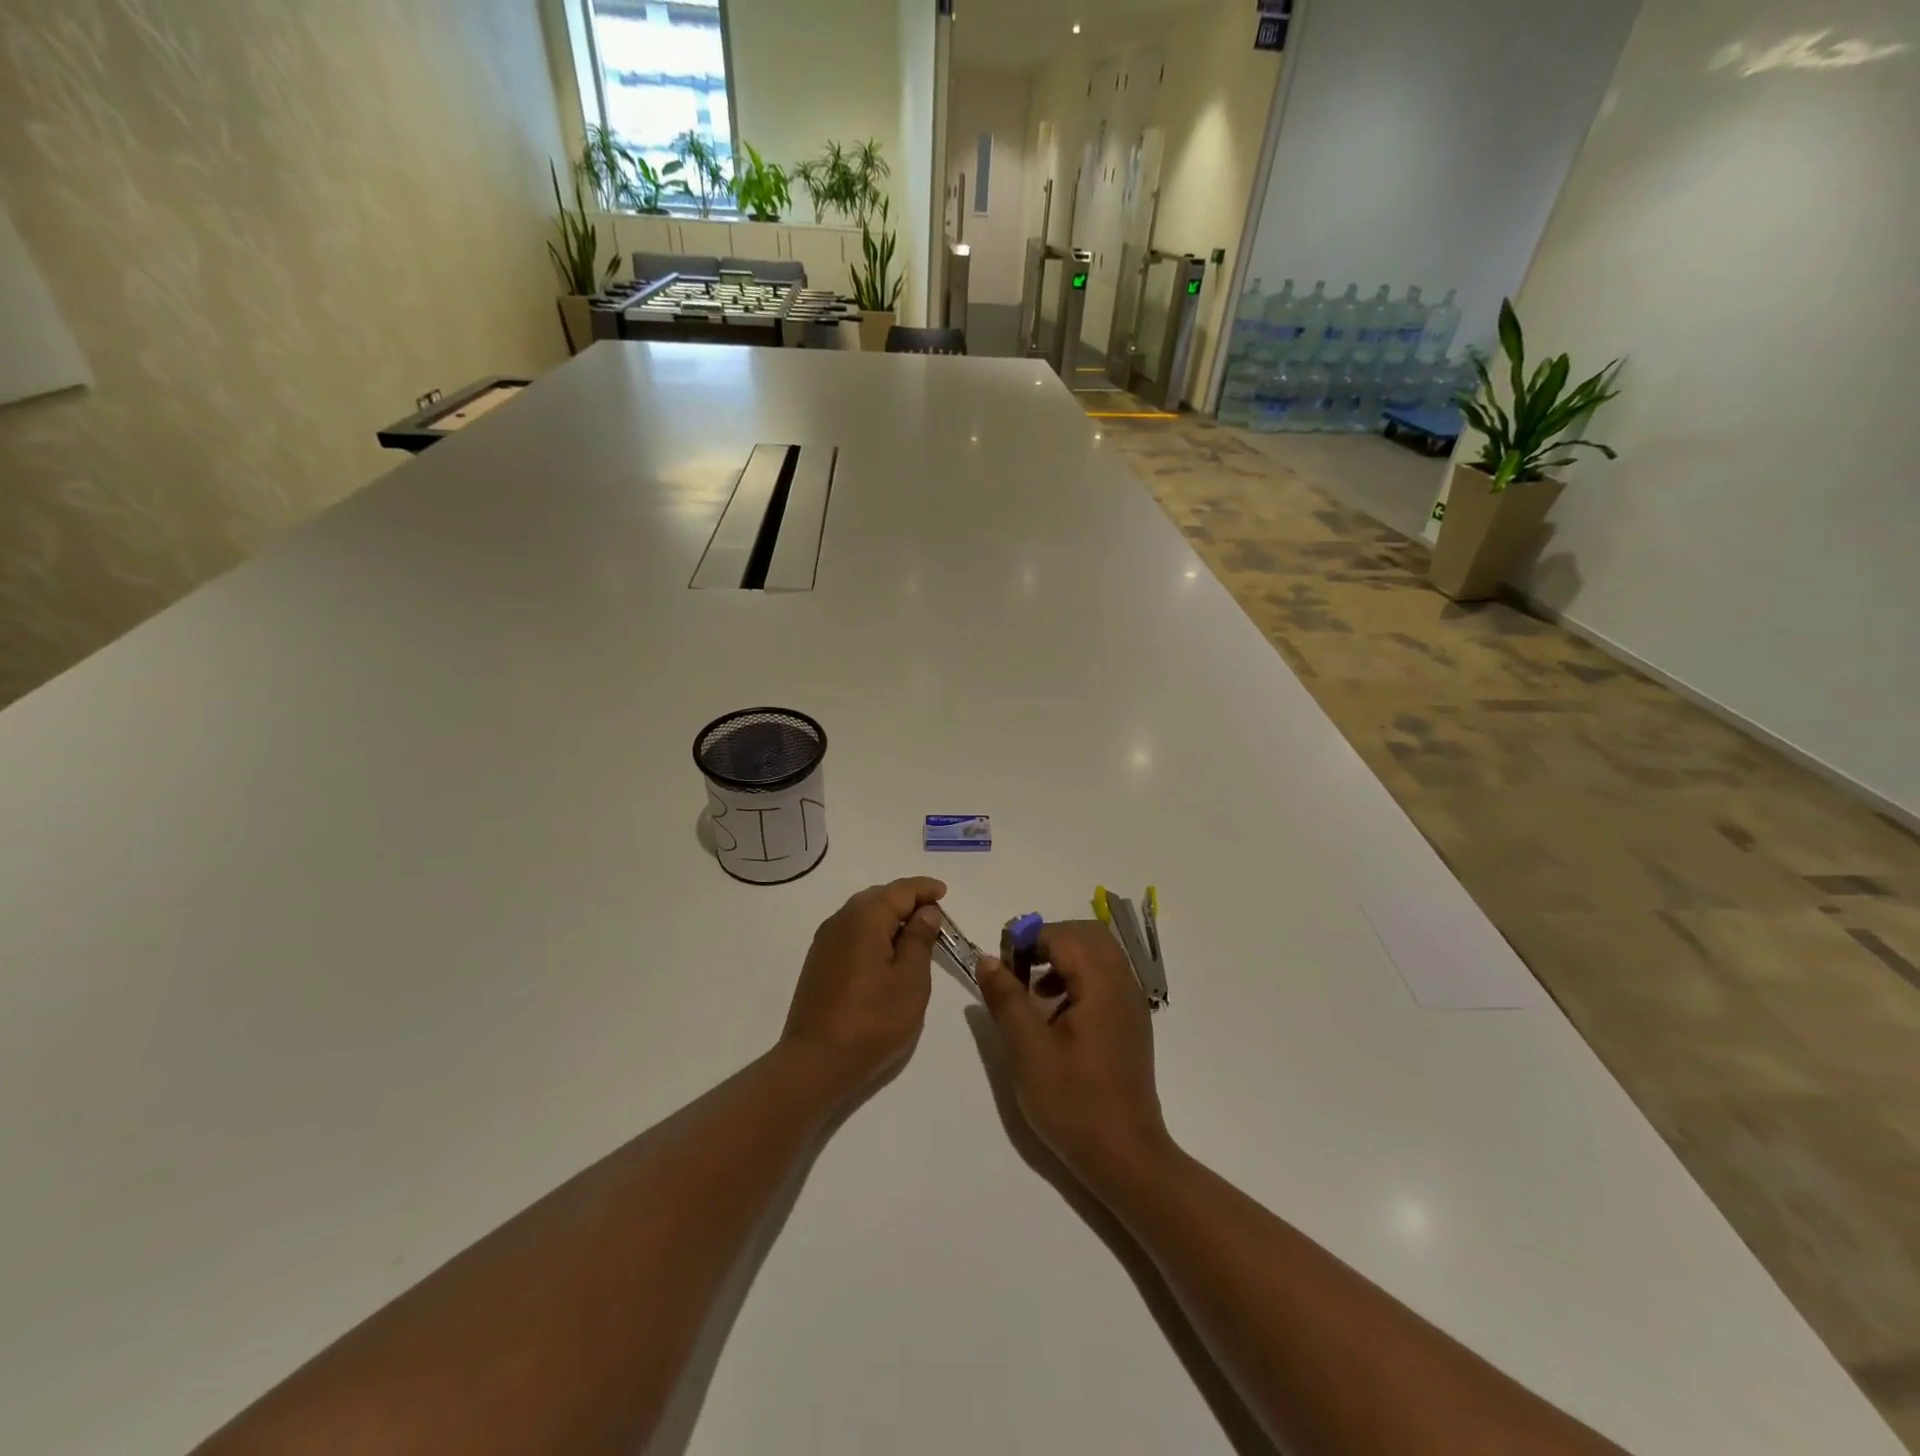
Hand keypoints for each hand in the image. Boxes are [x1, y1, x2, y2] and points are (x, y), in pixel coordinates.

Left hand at [781, 877, 945, 1101]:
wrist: (816, 1061)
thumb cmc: (873, 1021)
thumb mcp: (910, 981)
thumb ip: (920, 939)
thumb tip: (926, 911)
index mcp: (866, 918)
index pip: (901, 890)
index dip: (925, 889)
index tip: (944, 893)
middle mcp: (842, 919)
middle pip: (880, 896)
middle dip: (907, 899)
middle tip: (934, 913)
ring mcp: (826, 940)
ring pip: (863, 912)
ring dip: (889, 915)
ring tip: (914, 931)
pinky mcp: (819, 960)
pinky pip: (851, 930)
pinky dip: (873, 930)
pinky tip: (885, 950)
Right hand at [976, 921, 1174, 1191]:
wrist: (1125, 1156)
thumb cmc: (1073, 1102)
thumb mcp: (1028, 1049)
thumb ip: (1006, 998)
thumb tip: (988, 959)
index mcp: (1102, 984)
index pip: (1064, 935)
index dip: (1028, 939)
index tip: (1001, 962)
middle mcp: (1123, 984)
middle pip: (1088, 935)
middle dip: (1049, 940)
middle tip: (1018, 966)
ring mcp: (1131, 1004)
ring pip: (1098, 955)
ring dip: (1063, 958)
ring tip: (1032, 989)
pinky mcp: (1130, 1023)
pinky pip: (1105, 978)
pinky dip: (1078, 977)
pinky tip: (1055, 1012)